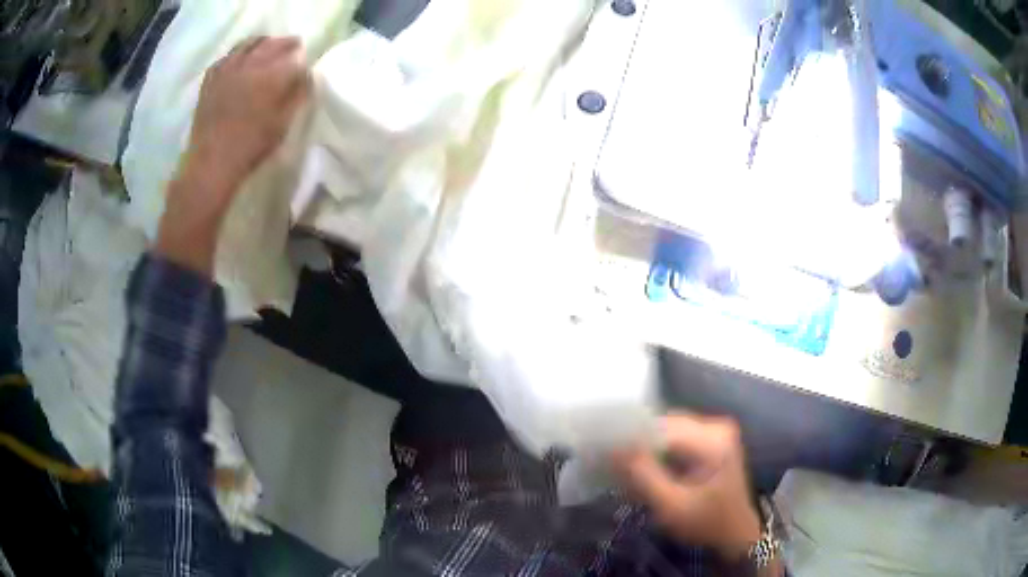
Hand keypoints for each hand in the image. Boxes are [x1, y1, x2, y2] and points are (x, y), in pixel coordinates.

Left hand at [156, 36, 310, 274]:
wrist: (211, 164)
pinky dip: (238, 52)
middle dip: (286, 43)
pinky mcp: (211, 78)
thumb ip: (296, 98)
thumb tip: (306, 78)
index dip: (301, 62)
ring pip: (249, 43)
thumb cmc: (249, 148)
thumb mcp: (281, 126)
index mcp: (271, 78)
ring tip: (268, 45)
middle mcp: (250, 66)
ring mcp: (228, 70)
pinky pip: (227, 55)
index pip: (293, 60)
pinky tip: (241, 57)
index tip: (305, 67)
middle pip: (273, 45)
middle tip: (294, 45)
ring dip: (263, 41)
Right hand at [611, 413, 760, 560]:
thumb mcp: (671, 506)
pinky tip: (648, 469)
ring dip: (647, 447)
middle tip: (613, 464)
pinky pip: (676, 437)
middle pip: (664, 424)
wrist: (735, 534)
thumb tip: (612, 447)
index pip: (661, 428)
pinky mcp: (711, 439)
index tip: (603, 453)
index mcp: (712, 440)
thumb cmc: (706, 524)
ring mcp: (715, 431)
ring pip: (667, 429)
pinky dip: (659, 451)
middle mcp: (716, 426)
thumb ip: (643, 475)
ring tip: (627, 469)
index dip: (630, 438)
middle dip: (638, 443)